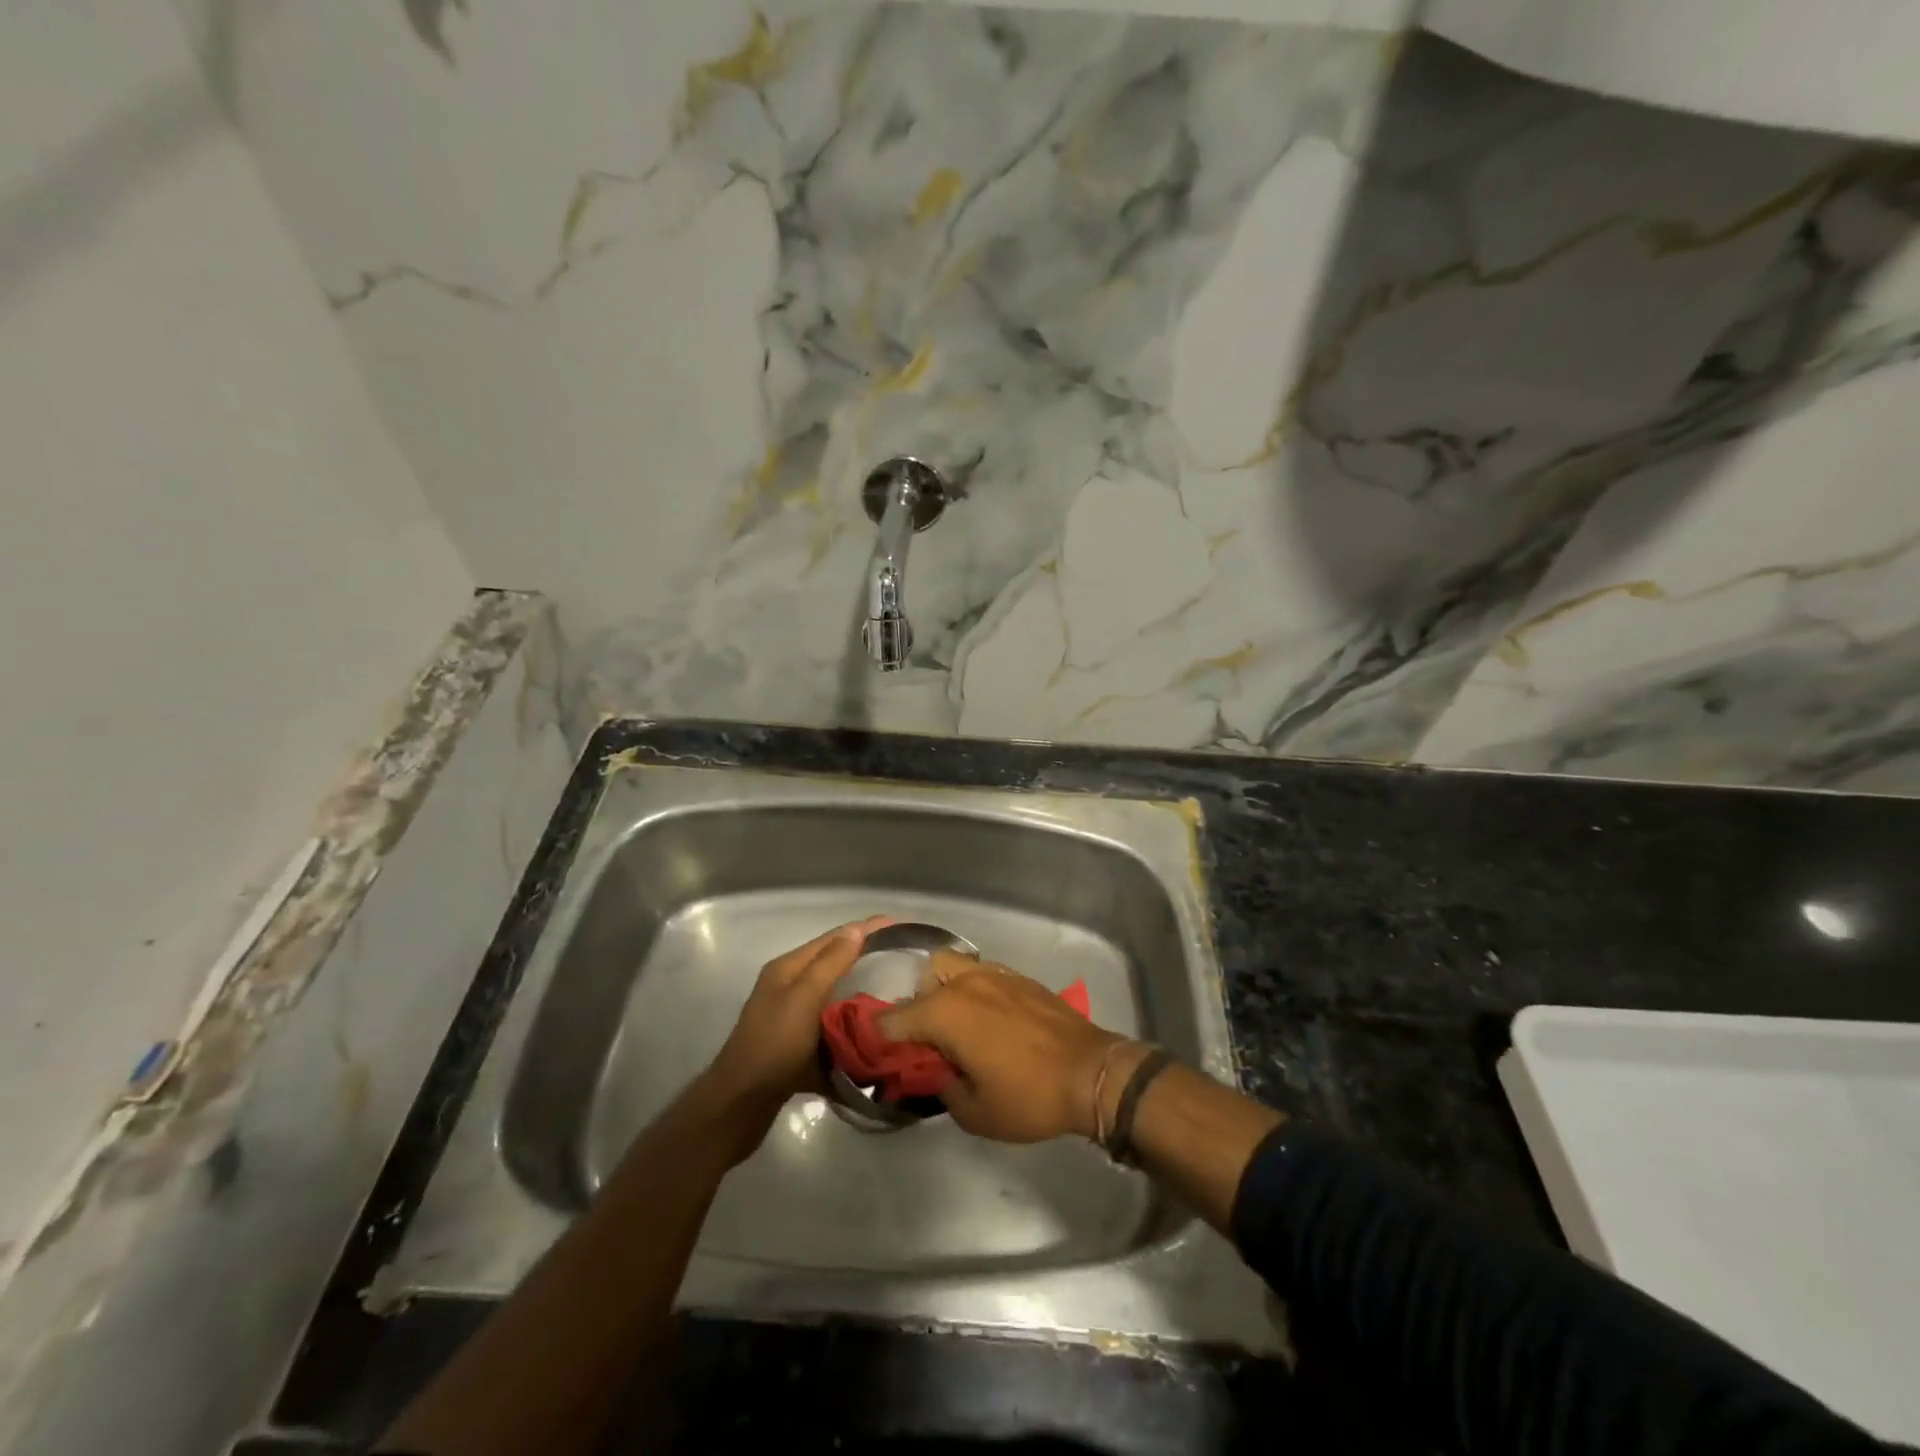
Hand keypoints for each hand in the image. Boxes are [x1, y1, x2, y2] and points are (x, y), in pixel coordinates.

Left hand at [704, 917, 893, 1120]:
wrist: (742, 1105)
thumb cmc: (773, 1044)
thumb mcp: (803, 998)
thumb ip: (830, 963)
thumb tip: (857, 929)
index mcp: (788, 969)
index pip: (833, 938)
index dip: (865, 929)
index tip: (900, 924)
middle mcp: (790, 987)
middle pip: (835, 965)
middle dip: (867, 959)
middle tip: (904, 959)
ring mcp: (795, 1018)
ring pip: (836, 998)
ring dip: (863, 994)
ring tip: (900, 993)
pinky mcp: (801, 1046)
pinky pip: (834, 1027)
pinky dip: (853, 1025)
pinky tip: (878, 1031)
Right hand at [879, 954, 1140, 1142]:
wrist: (1092, 1073)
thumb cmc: (1029, 1096)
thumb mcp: (974, 1112)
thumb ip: (941, 1087)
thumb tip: (931, 1072)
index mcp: (945, 1012)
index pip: (893, 1019)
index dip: (880, 1039)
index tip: (878, 1055)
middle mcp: (964, 982)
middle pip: (922, 979)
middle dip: (915, 1007)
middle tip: (926, 1040)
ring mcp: (994, 974)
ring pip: (952, 966)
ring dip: (943, 990)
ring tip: (956, 1024)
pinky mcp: (1019, 977)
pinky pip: (981, 973)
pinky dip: (972, 989)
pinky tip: (987, 1019)